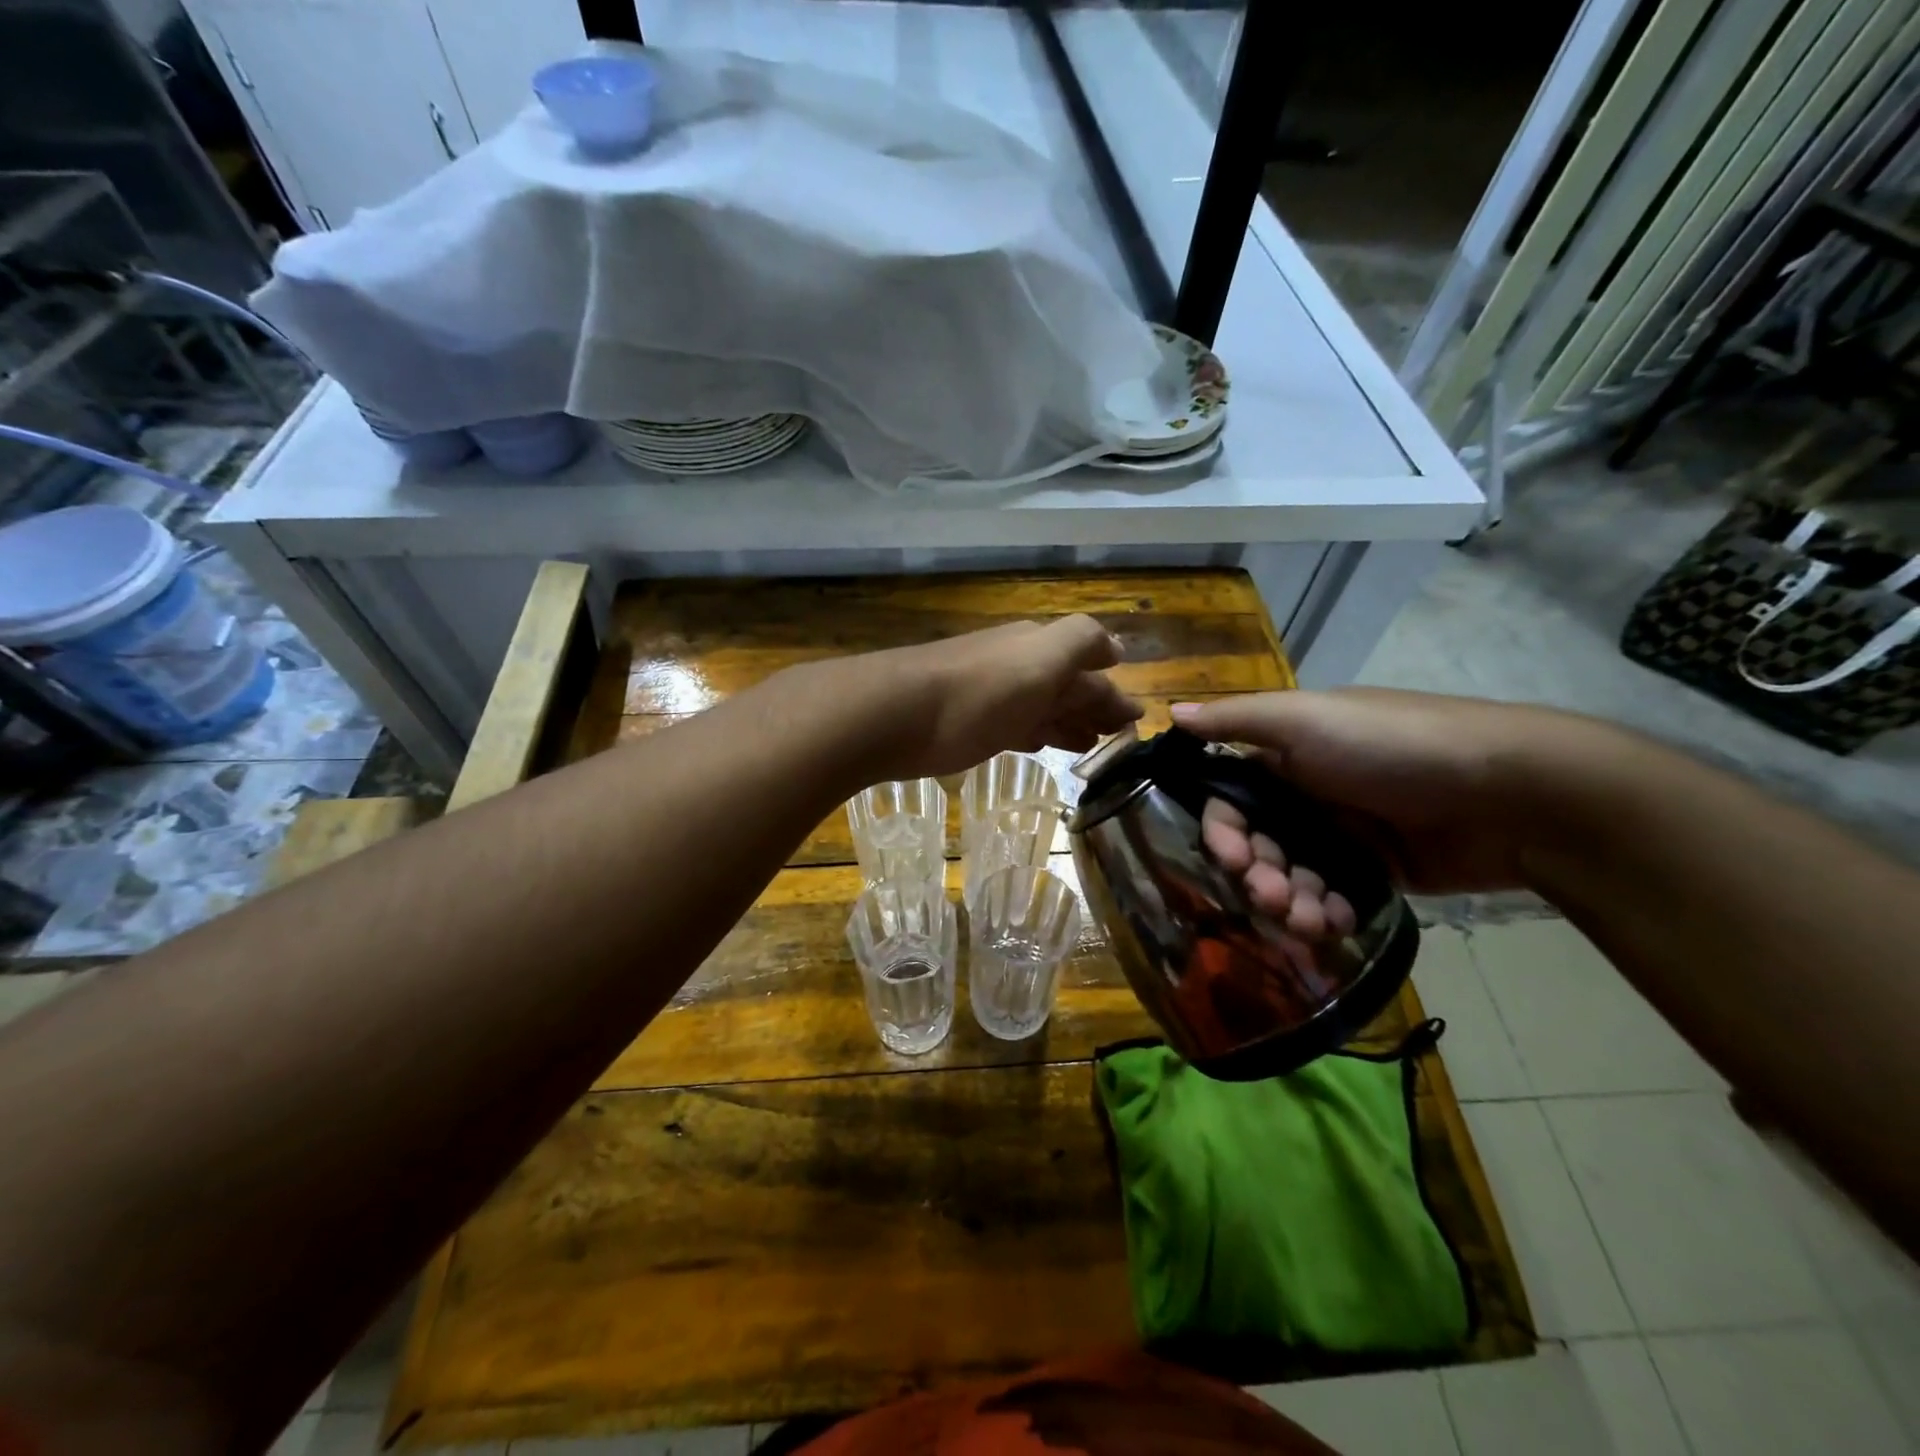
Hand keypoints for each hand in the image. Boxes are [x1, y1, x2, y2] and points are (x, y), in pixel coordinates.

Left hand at [858, 614, 1141, 779]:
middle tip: (1118, 735)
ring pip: (1040, 706)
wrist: (894, 714)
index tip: (1137, 719)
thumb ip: (1082, 643)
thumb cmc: (979, 691)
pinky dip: (1034, 732)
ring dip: (1067, 720)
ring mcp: (989, 695)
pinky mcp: (965, 724)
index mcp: (1039, 647)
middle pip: (1065, 685)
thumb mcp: (1042, 657)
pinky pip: (1012, 725)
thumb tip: (1117, 649)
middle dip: (1094, 706)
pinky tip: (1038, 745)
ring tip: (1089, 744)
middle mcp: (1016, 665)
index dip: (1114, 691)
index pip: (1090, 665)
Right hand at [1171, 688, 1587, 894]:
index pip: (1229, 802)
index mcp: (1285, 757)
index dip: (1223, 833)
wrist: (1511, 793)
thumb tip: (1169, 713)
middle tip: (1273, 899)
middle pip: (1257, 847)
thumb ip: (1236, 721)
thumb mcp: (1306, 719)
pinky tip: (1334, 926)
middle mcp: (1307, 795)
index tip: (1231, 859)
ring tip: (1310, 923)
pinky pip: (1331, 899)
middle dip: (1257, 876)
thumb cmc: (1393, 746)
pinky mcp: (1376, 872)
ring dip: (1288, 903)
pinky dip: (1325, 915)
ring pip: (1291, 879)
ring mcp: (1343, 836)